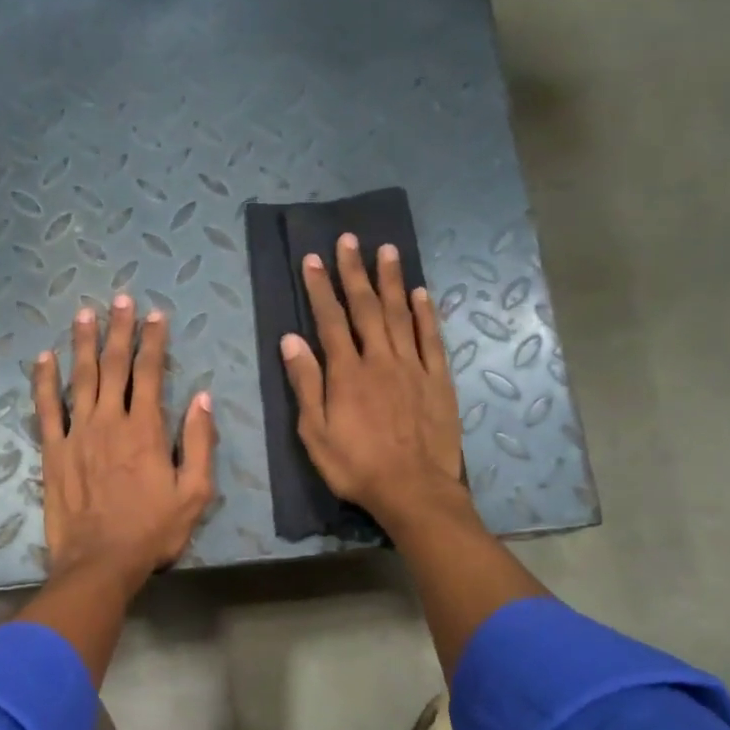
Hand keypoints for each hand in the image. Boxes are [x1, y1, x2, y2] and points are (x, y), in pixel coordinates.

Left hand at [32, 294, 217, 598]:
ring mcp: (78, 434)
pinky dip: (44, 381)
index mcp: (146, 429)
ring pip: (80, 378)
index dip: (153, 341)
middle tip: (120, 300)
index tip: (155, 315)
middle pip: (114, 366)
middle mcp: (110, 421)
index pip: (150, 373)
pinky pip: (47, 408)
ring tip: (84, 314)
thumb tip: (202, 398)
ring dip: (83, 343)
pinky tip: (44, 357)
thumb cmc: (153, 530)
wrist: (101, 562)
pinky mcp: (54, 451)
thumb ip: (200, 443)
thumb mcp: (195, 493)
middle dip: (119, 330)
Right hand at [279, 234, 467, 528]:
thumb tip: (290, 340)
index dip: (320, 288)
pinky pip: (431, 339)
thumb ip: (305, 384)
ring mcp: (413, 367)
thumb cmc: (356, 466)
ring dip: (391, 281)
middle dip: (354, 272)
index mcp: (347, 373)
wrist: (413, 490)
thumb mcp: (316, 433)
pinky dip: (426, 314)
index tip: (312, 259)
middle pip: (366, 308)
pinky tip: (421, 293)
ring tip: (387, 250)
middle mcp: (380, 359)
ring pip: (401, 314)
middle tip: (349, 240)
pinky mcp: (438, 380)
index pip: (330, 320)